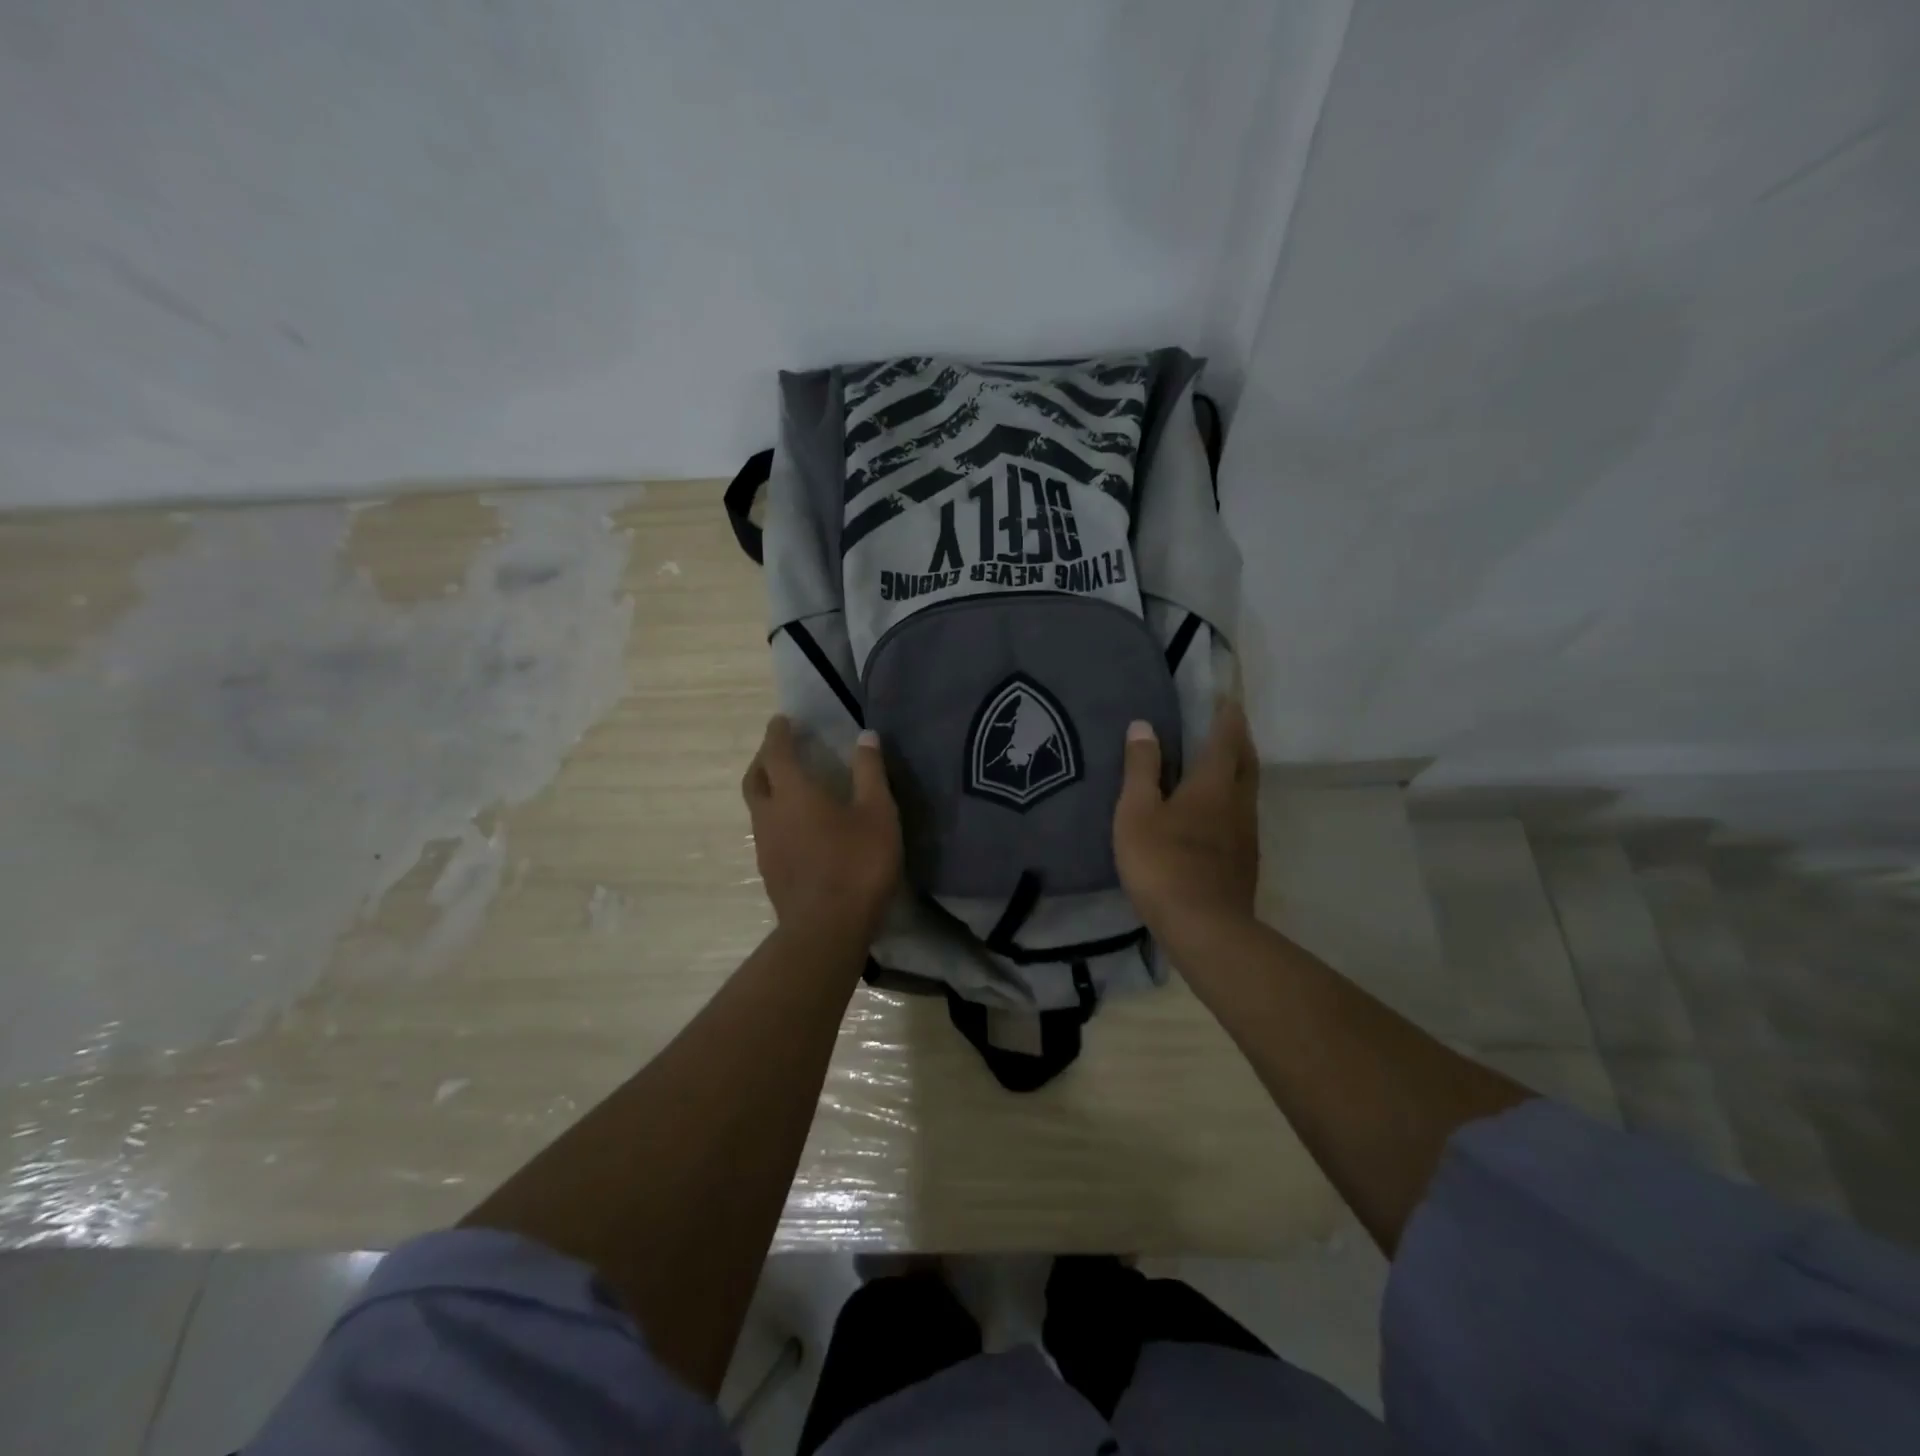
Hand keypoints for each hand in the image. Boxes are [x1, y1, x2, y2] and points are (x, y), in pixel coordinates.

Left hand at [742, 716, 901, 947]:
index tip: (783, 720)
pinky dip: (775, 816)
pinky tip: (797, 827)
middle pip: (755, 778)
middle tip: (781, 750)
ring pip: (757, 807)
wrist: (827, 930)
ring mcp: (765, 846)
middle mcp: (770, 814)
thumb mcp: (877, 813)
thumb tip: (865, 736)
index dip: (778, 733)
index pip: (777, 752)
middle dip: (765, 759)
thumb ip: (870, 772)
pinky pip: (765, 831)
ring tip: (790, 786)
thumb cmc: (857, 864)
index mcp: (793, 793)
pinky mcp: (770, 871)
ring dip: (768, 789)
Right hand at [1114, 698, 1259, 947]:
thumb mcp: (1137, 812)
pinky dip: (1233, 801)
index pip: (1225, 739)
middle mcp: (1237, 803)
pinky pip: (1242, 817)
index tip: (1227, 699)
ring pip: (1247, 791)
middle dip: (1240, 740)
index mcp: (1212, 785)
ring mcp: (1246, 834)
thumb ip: (1141, 768)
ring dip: (1239, 771)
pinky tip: (1216, 815)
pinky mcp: (1245, 861)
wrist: (1204, 928)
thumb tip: (1144, 725)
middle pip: (1247, 762)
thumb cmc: (1162, 862)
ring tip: (1221, 765)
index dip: (1226, 717)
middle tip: (1228, 726)